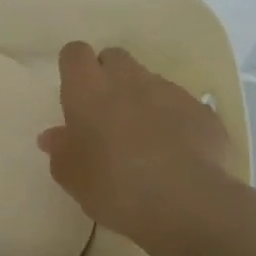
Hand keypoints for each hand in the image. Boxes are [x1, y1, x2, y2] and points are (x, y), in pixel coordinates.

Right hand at [39, 42, 242, 255]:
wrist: (185, 202)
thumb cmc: (112, 185)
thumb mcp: (71, 176)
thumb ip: (60, 149)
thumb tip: (53, 136)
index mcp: (88, 88)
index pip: (75, 53)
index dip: (74, 68)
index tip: (74, 92)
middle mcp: (127, 78)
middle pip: (114, 57)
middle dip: (109, 76)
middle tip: (106, 113)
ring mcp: (169, 91)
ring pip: (149, 81)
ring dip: (142, 99)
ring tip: (144, 138)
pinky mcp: (201, 110)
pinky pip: (181, 106)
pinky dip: (175, 120)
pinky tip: (176, 152)